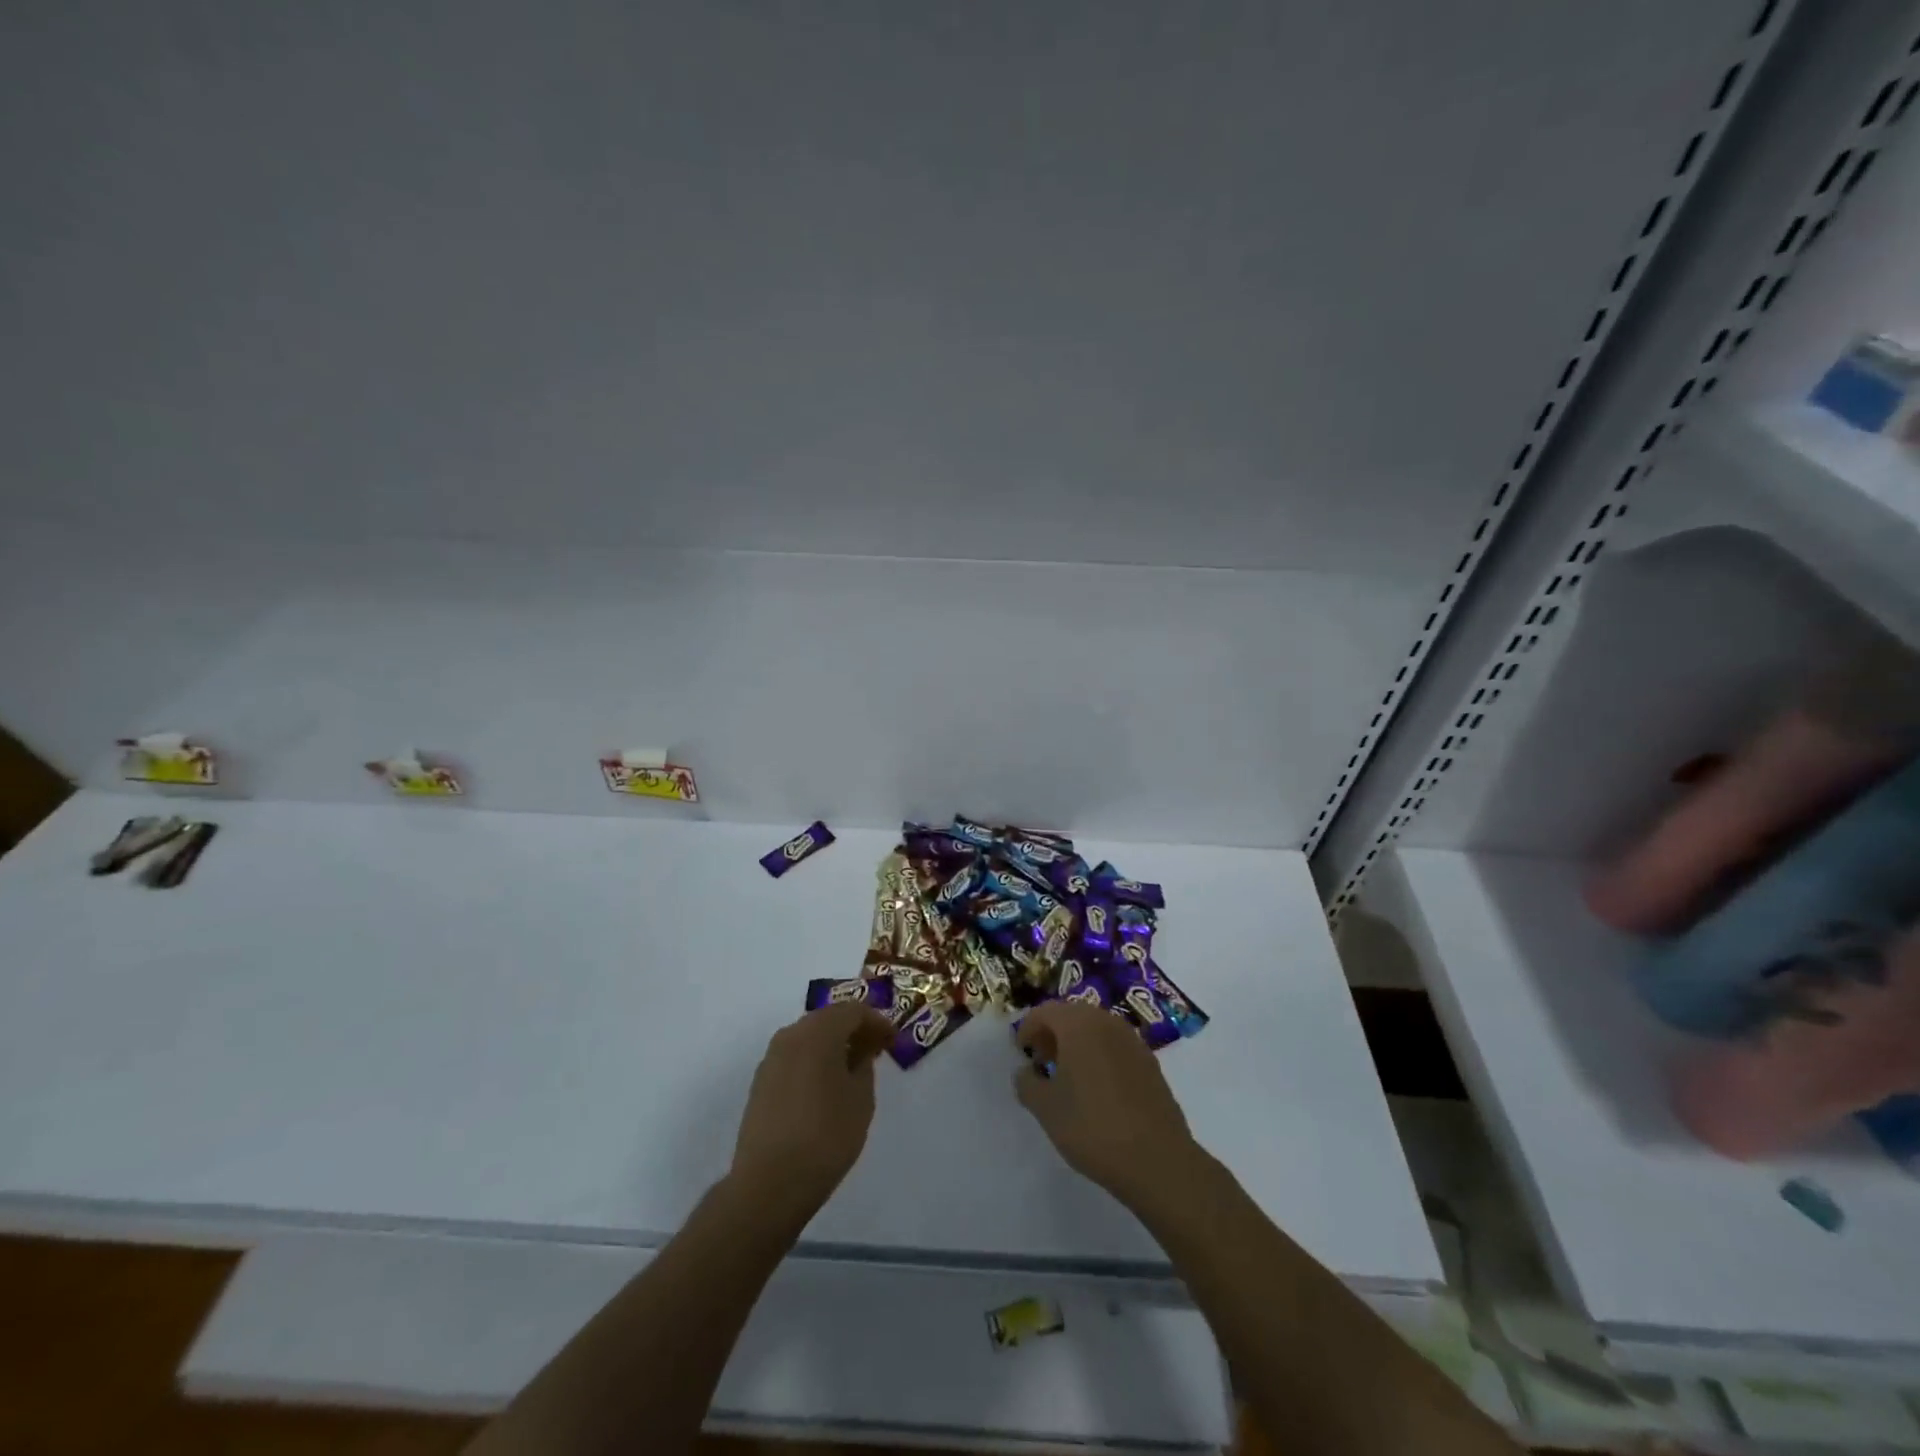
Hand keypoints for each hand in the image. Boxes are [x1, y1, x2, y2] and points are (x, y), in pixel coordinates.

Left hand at [728, 1002, 894, 1225]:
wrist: (769, 1184)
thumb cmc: (826, 1136)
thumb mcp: (861, 1099)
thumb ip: (864, 1066)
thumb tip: (858, 1053)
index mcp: (818, 1032)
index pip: (853, 1010)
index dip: (877, 1021)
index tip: (893, 1040)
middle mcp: (791, 1035)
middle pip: (827, 1019)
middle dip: (853, 1029)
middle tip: (875, 1049)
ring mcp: (771, 1059)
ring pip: (808, 1037)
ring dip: (832, 1045)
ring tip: (852, 1069)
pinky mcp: (760, 1083)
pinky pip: (794, 1058)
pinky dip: (813, 1061)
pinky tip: (826, 1086)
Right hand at [1014, 1000, 1200, 1205]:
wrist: (1157, 1160)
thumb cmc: (1093, 1127)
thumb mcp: (1046, 1109)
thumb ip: (1027, 1083)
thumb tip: (1026, 1072)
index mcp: (1079, 1024)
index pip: (1045, 1011)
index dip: (1028, 1029)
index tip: (1021, 1053)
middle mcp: (1107, 1022)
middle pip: (1072, 1015)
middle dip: (1052, 1034)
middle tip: (1041, 1063)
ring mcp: (1133, 1041)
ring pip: (1096, 1029)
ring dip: (1077, 1044)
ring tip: (1068, 1077)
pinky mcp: (1150, 1062)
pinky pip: (1115, 1047)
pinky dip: (1100, 1056)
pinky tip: (1097, 1089)